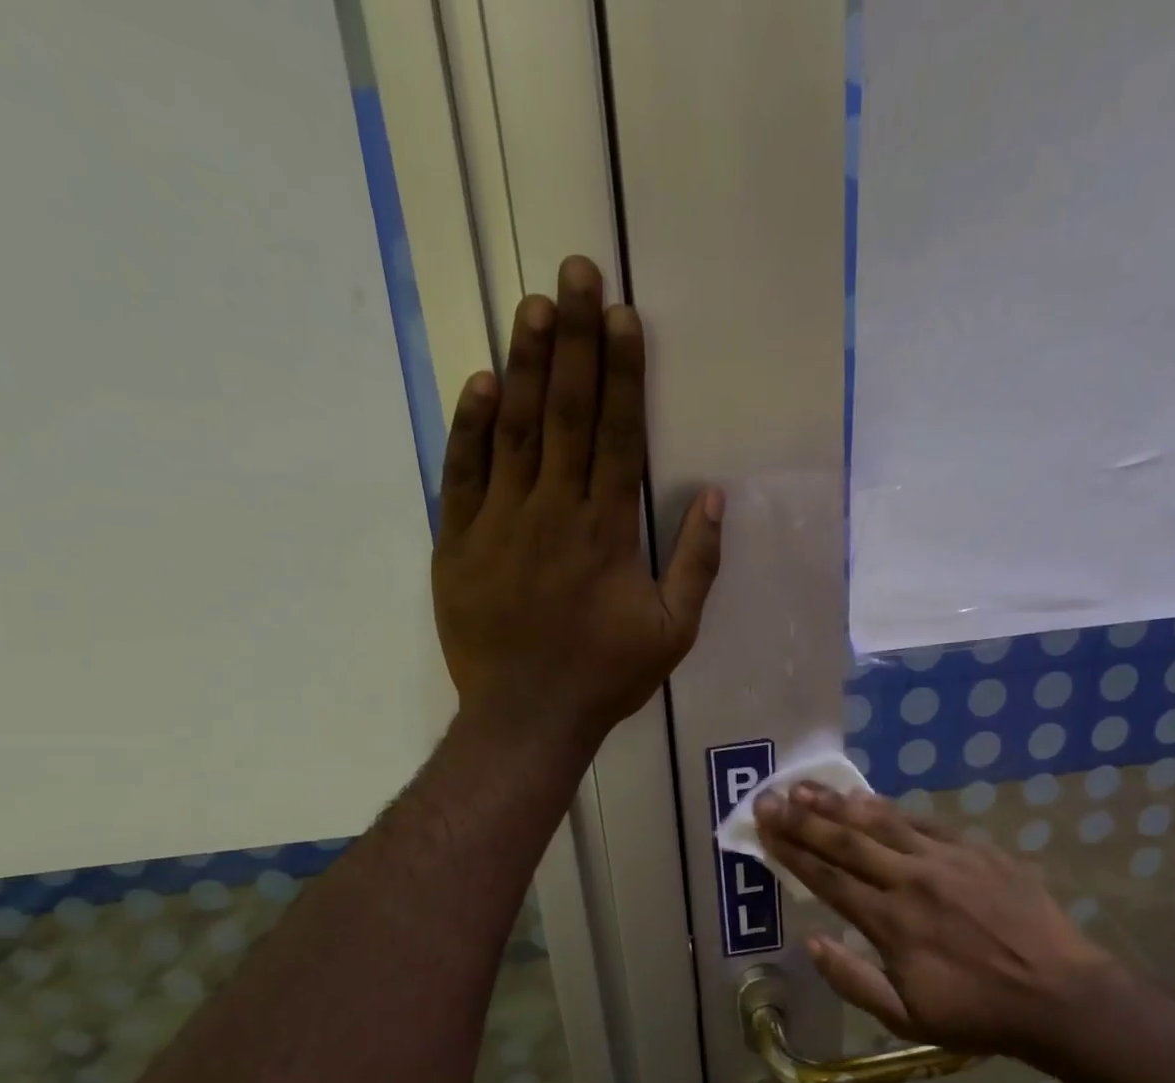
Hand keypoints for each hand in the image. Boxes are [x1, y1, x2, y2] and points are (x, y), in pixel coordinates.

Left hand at [431, 255, 723, 743]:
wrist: (526, 717)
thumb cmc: (605, 677)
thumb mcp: (672, 632)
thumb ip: (697, 565)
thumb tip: (715, 498)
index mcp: (607, 530)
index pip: (618, 434)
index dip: (622, 371)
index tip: (624, 316)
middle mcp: (554, 511)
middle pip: (567, 413)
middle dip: (575, 339)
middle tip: (577, 272)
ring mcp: (500, 524)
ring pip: (515, 430)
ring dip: (526, 365)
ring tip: (533, 305)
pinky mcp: (458, 543)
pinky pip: (463, 474)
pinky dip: (471, 428)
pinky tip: (482, 383)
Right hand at [755, 784, 1124, 1057]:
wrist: (1060, 995)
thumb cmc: (977, 1013)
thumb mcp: (907, 1017)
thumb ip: (853, 980)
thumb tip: (810, 941)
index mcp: (891, 922)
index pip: (828, 879)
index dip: (792, 852)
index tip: (764, 829)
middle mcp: (911, 881)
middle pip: (846, 843)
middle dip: (802, 819)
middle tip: (769, 797)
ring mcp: (945, 860)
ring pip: (881, 822)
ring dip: (839, 804)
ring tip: (806, 786)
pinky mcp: (976, 850)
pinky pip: (923, 822)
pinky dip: (890, 809)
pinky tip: (867, 798)